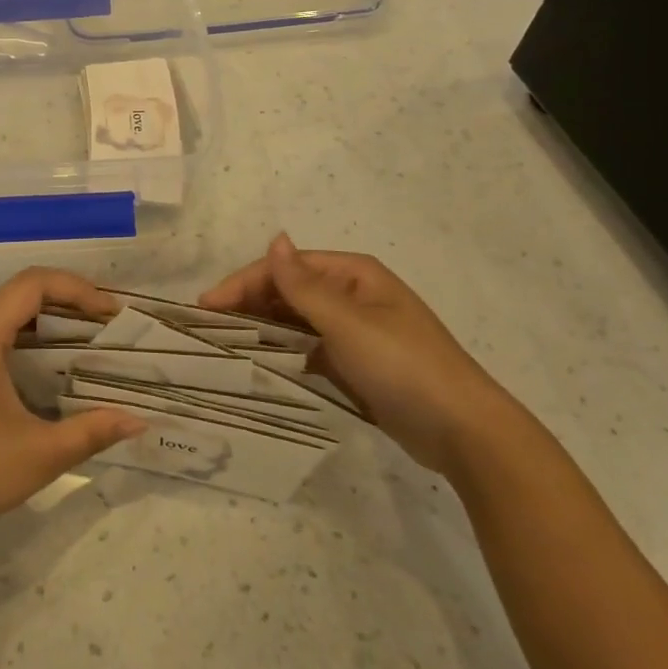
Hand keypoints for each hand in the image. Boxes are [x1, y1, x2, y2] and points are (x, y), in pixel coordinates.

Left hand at [0, 268, 145, 553]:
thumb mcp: (39, 454)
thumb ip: (92, 431)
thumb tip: (139, 421)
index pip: (33, 284)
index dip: (77, 289)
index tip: (112, 314)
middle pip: (23, 294)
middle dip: (70, 303)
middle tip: (110, 328)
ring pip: (10, 315)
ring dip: (51, 322)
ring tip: (92, 344)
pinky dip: (31, 341)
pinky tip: (56, 370)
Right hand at [200, 234, 517, 474]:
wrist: (461, 430)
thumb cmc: (402, 365)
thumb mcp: (348, 322)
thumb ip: (303, 286)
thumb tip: (275, 238)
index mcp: (353, 274)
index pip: (285, 269)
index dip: (244, 283)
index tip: (206, 307)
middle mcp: (351, 295)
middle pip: (288, 291)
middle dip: (249, 304)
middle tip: (207, 329)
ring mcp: (353, 330)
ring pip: (296, 321)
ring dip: (263, 327)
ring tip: (223, 344)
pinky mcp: (354, 363)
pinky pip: (308, 348)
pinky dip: (283, 351)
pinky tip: (258, 363)